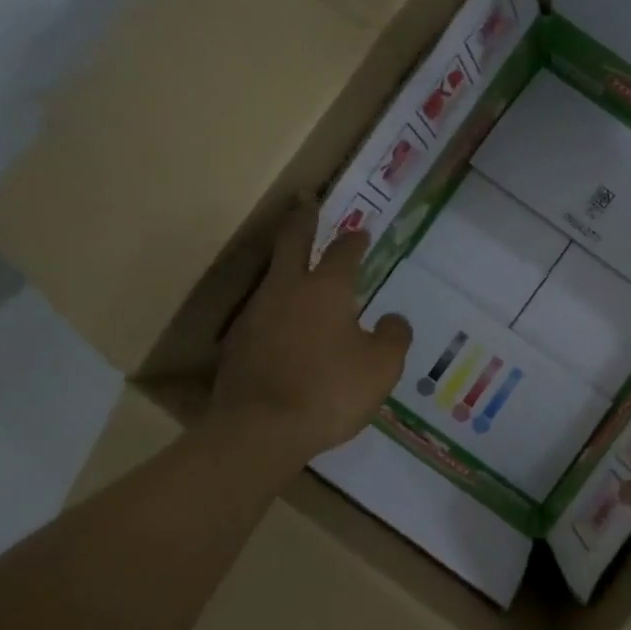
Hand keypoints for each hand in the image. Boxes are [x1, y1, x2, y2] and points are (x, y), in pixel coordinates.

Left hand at [213, 199, 411, 461]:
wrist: (260, 429)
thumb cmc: (329, 391)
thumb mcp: (381, 367)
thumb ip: (394, 337)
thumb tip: (393, 319)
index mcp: (326, 289)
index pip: (343, 252)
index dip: (354, 240)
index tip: (361, 231)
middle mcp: (286, 290)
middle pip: (292, 242)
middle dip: (302, 218)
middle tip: (305, 200)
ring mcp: (255, 314)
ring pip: (272, 277)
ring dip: (285, 264)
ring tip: (297, 266)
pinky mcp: (237, 343)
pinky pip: (261, 314)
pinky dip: (275, 309)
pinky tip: (282, 325)